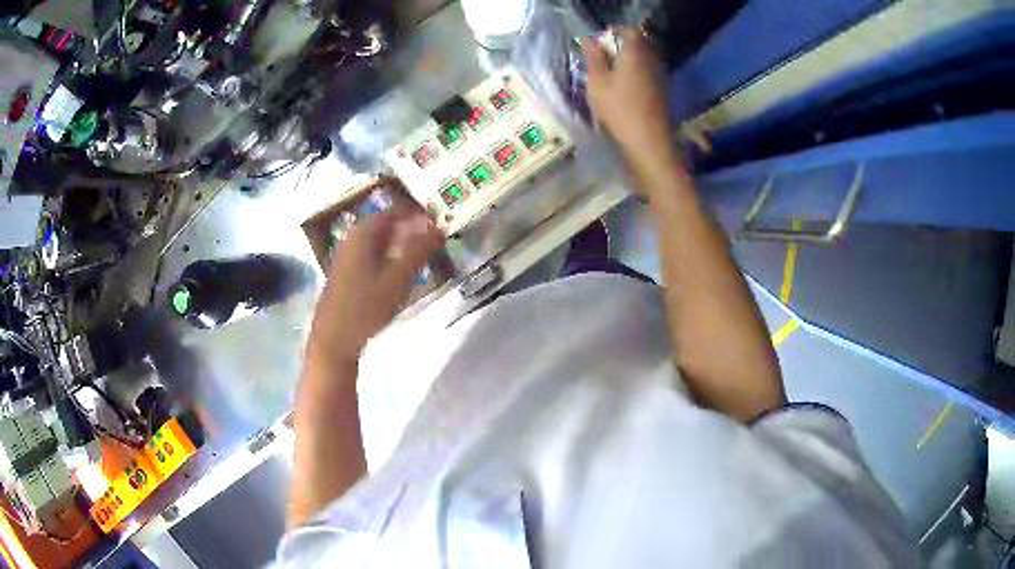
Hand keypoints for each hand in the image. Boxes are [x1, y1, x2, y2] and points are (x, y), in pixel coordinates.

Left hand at [306, 212, 444, 369]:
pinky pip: (371, 257)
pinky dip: (388, 259)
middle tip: (433, 241)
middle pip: (385, 227)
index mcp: (361, 236)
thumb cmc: (365, 309)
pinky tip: (400, 275)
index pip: (393, 212)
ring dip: (400, 246)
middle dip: (410, 231)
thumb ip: (418, 252)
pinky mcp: (345, 275)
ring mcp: (346, 258)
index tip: (437, 225)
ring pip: (378, 243)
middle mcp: (351, 241)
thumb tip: (439, 228)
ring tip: (422, 257)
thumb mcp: (396, 280)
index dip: (416, 216)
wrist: (334, 341)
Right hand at [583, 28, 680, 182]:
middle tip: (601, 61)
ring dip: (628, 62)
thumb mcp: (597, 82)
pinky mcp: (663, 89)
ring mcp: (660, 74)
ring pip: (643, 58)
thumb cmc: (619, 109)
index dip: (612, 34)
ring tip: (611, 76)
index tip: (598, 46)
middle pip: (637, 43)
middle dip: (619, 48)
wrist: (649, 141)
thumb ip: (594, 58)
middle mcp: (652, 58)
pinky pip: (648, 72)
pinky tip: (624, 89)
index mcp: (635, 51)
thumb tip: (590, 40)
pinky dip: (636, 74)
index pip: (628, 30)